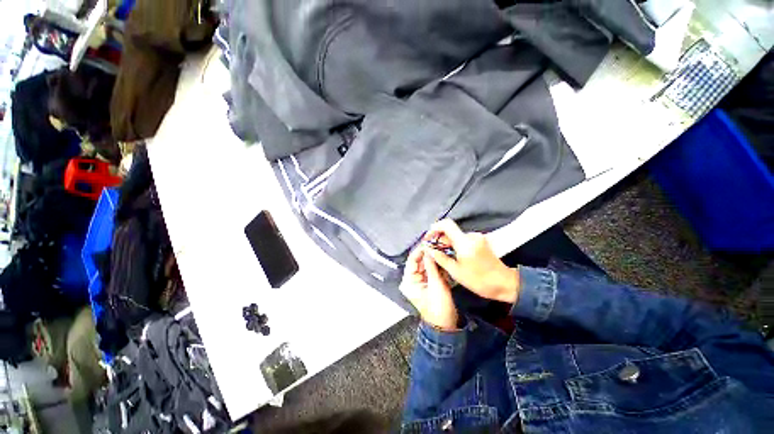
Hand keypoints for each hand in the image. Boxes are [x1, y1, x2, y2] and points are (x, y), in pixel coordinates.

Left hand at [399, 246, 458, 330]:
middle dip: (428, 254)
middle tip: (437, 244)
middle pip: (419, 262)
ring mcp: (421, 282)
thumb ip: (432, 266)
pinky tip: (443, 259)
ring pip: (426, 265)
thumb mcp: (436, 285)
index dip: (419, 250)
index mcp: (409, 281)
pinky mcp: (429, 283)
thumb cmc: (438, 308)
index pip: (412, 260)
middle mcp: (412, 280)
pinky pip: (432, 271)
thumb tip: (429, 251)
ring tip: (441, 249)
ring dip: (434, 259)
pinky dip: (437, 266)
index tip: (428, 242)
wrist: (446, 325)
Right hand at [425, 220, 519, 303]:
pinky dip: (455, 245)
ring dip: (447, 243)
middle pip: (450, 231)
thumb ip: (440, 258)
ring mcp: (477, 237)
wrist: (505, 283)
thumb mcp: (456, 272)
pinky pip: (463, 239)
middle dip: (440, 239)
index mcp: (464, 242)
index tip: (428, 237)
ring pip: (456, 236)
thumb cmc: (479, 280)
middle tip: (433, 251)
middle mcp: (471, 236)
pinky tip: (453, 256)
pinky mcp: (480, 241)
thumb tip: (429, 249)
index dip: (435, 227)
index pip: (447, 224)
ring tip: (442, 256)